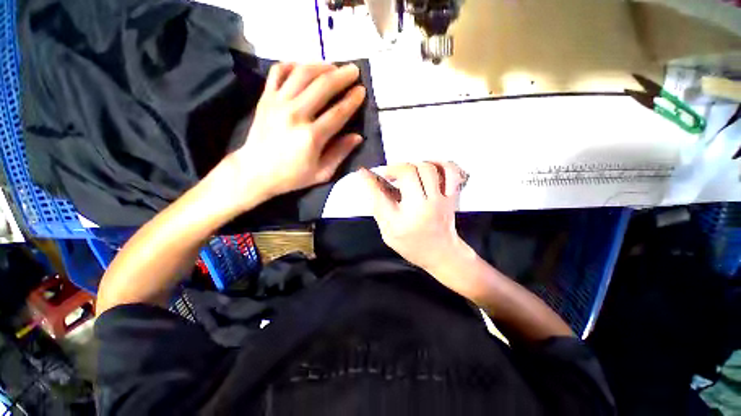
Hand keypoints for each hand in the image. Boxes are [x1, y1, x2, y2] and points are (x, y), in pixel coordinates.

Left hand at [225, 62, 365, 207]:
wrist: (255, 171)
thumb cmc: (292, 176)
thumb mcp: (322, 173)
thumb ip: (340, 153)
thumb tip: (357, 137)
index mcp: (311, 137)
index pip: (338, 112)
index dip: (352, 100)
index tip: (362, 90)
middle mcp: (295, 115)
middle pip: (322, 87)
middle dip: (342, 76)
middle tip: (354, 70)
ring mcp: (278, 103)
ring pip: (302, 73)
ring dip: (321, 66)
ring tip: (334, 66)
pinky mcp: (265, 98)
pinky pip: (278, 72)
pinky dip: (293, 65)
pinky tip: (304, 67)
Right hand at [359, 161, 469, 274]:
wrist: (442, 254)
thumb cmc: (413, 246)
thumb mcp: (388, 233)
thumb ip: (379, 208)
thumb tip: (370, 183)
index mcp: (403, 221)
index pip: (381, 193)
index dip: (370, 179)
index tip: (363, 172)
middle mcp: (423, 207)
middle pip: (409, 172)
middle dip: (394, 168)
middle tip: (389, 174)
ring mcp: (440, 200)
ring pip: (428, 168)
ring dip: (413, 165)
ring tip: (407, 173)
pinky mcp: (451, 196)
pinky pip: (450, 170)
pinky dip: (439, 164)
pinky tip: (429, 169)